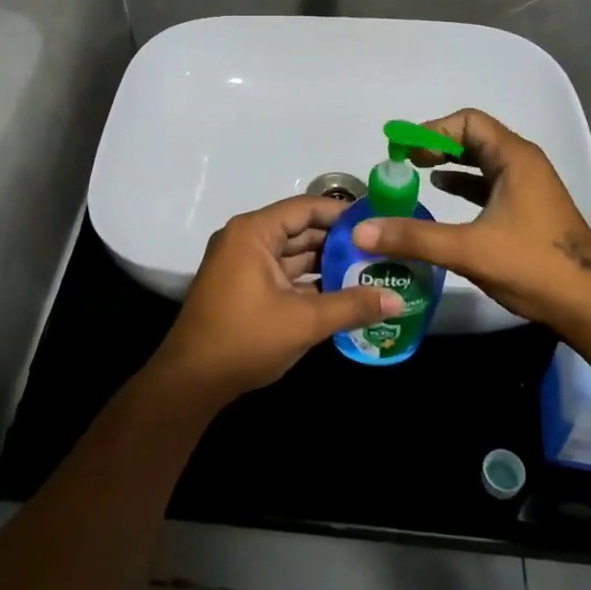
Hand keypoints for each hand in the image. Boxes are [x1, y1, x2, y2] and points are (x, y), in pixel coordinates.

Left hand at [150, 195, 401, 404]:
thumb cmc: (245, 339)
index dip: (343, 214)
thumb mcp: (304, 322)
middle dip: (338, 242)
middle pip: (300, 230)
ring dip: (326, 264)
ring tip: (370, 271)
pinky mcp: (243, 286)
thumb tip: (399, 300)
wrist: (191, 381)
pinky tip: (342, 293)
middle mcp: (246, 239)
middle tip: (382, 251)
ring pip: (292, 254)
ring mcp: (242, 263)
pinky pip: (282, 273)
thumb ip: (352, 306)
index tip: (378, 222)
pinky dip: (308, 281)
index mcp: (253, 232)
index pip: (306, 208)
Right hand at [350, 109, 590, 331]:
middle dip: (436, 144)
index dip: (431, 130)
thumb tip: (361, 231)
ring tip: (415, 172)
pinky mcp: (528, 209)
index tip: (402, 149)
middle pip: (473, 137)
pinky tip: (441, 193)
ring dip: (448, 162)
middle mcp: (523, 164)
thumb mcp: (468, 250)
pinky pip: (488, 182)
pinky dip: (463, 182)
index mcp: (515, 159)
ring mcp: (528, 186)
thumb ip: (414, 238)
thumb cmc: (534, 266)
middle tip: (403, 160)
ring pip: (481, 160)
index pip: (467, 122)